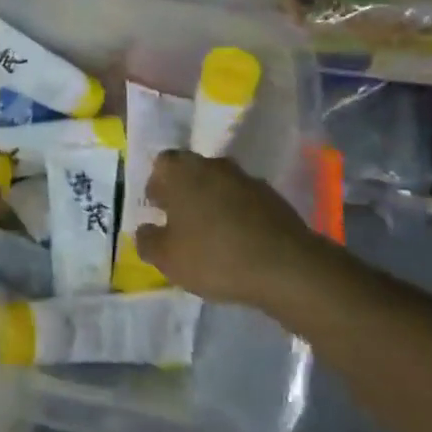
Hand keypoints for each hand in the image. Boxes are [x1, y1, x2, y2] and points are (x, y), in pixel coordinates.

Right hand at [135, 150, 319, 303]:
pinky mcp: (273, 197)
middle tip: (181, 222)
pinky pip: (244, 201)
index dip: (157, 184)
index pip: (161, 164)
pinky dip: (238, 215)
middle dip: (184, 192)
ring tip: (211, 235)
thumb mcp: (167, 258)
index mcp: (181, 170)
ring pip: (219, 185)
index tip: (158, 208)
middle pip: (192, 172)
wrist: (286, 267)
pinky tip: (238, 242)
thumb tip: (145, 230)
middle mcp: (213, 164)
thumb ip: (147, 240)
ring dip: (212, 203)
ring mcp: (246, 178)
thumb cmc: (214, 256)